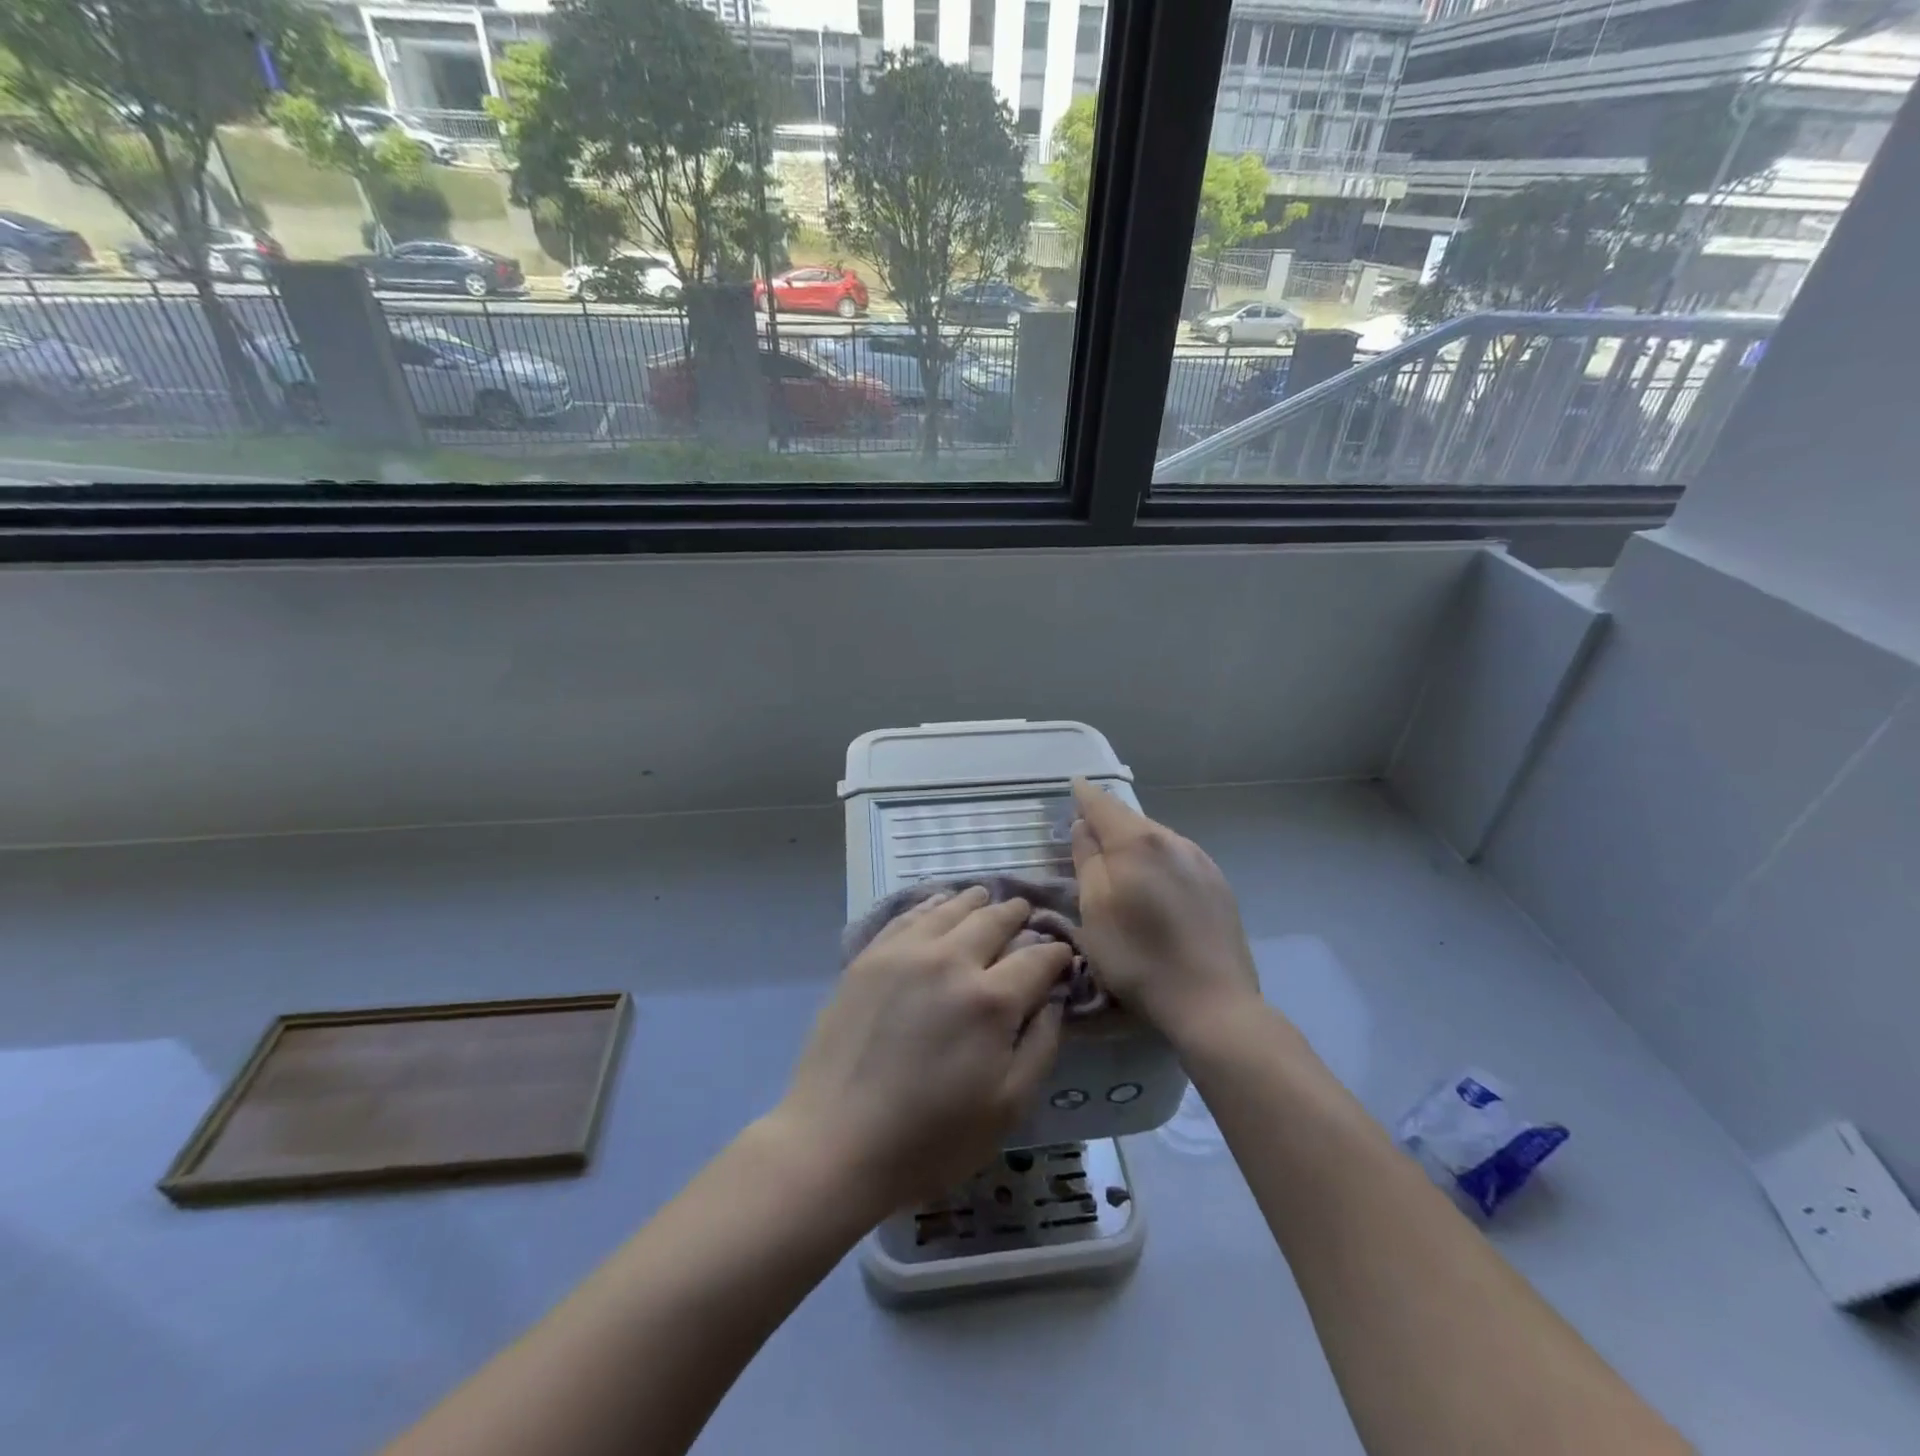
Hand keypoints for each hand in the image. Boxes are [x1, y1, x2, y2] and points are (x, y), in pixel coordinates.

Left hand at [773, 886, 1069, 1212]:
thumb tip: (1052, 999)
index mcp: (991, 1000)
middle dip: (1018, 914)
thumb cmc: (931, 1139)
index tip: (1063, 954)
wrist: (835, 1143)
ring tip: (986, 898)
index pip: (1037, 957)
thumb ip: (1041, 1045)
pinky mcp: (869, 957)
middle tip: (1027, 912)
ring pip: (950, 908)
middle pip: (994, 920)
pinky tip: (938, 905)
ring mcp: (904, 953)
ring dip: (976, 902)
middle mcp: (950, 960)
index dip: (1057, 953)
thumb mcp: (1007, 1107)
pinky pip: (908, 915)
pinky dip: (932, 904)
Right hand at [1069, 777, 1262, 1046]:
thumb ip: (1086, 861)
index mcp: (1137, 842)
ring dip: (1134, 843)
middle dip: (1108, 821)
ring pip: (1156, 838)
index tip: (1074, 785)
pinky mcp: (1219, 884)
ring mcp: (1201, 860)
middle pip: (1131, 820)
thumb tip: (1084, 827)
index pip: (1103, 804)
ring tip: (1120, 864)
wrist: (1213, 1002)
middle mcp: (1173, 839)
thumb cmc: (1139, 959)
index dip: (1084, 795)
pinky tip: (1155, 886)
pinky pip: (1177, 858)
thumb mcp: (1094, 911)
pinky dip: (1157, 861)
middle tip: (1088, 834)